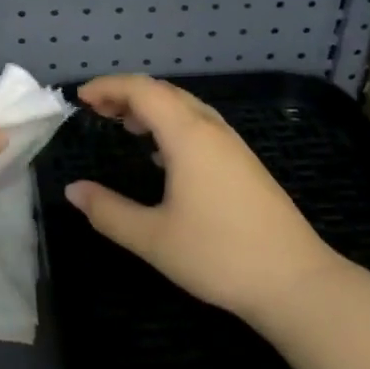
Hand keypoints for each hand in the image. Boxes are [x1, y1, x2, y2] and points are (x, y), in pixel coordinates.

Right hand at [65, 75, 342, 324]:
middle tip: (96, 109)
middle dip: (126, 93)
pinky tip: (161, 154)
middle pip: (163, 91)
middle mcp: (210, 128)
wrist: (296, 282)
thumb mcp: (153, 238)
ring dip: (151, 107)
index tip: (80, 98)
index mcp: (187, 135)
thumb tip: (72, 190)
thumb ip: (108, 211)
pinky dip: (171, 123)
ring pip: (184, 106)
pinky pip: (199, 123)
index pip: (142, 90)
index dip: (108, 87)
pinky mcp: (243, 162)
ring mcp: (232, 144)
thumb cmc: (219, 255)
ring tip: (124, 124)